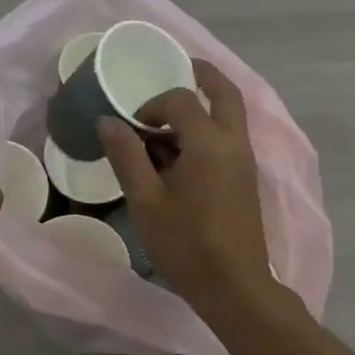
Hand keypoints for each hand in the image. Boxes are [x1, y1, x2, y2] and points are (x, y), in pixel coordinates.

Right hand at [97, 59, 275, 305]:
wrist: (234, 285)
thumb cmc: (186, 244)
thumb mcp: (146, 201)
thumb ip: (127, 156)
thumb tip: (108, 121)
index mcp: (209, 142)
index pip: (181, 99)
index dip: (153, 103)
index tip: (133, 125)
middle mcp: (234, 142)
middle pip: (224, 91)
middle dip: (201, 75)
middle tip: (176, 68)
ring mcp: (245, 160)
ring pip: (230, 114)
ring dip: (204, 105)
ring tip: (167, 117)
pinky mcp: (246, 178)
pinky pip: (229, 137)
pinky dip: (208, 128)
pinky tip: (180, 151)